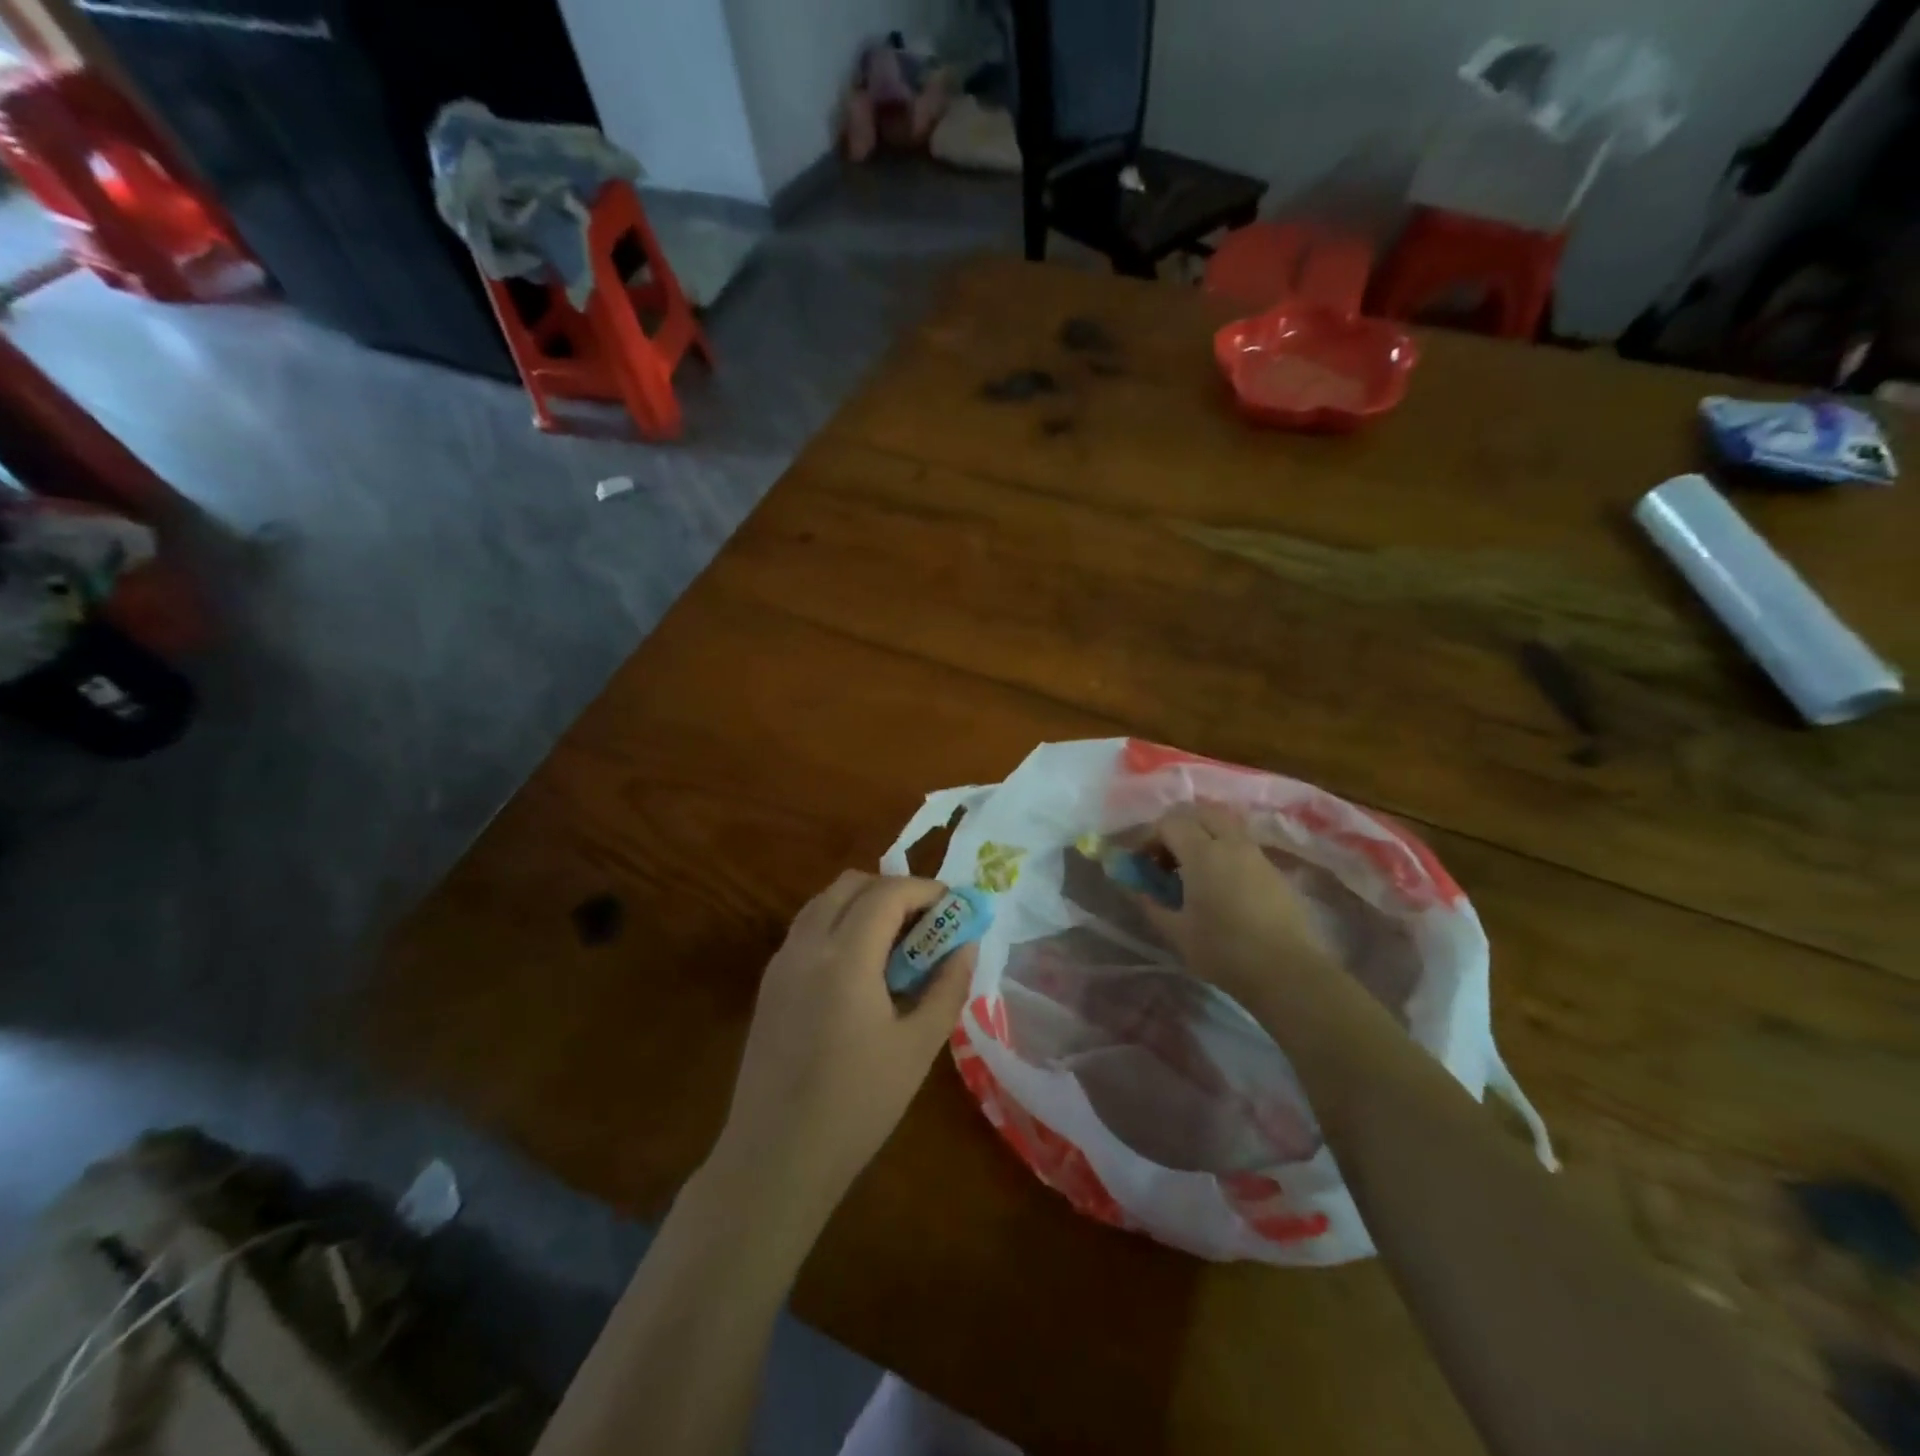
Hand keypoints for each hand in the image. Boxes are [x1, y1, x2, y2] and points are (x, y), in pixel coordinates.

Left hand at [711, 871, 973, 1224]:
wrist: (774, 1158)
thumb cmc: (856, 1106)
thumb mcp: (917, 1047)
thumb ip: (947, 986)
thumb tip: (965, 944)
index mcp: (844, 957)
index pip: (888, 892)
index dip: (926, 890)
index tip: (955, 907)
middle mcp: (807, 945)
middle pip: (852, 884)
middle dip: (895, 890)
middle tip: (927, 923)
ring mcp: (781, 961)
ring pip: (825, 902)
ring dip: (865, 904)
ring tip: (897, 944)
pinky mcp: (770, 983)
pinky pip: (809, 928)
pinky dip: (840, 925)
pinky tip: (862, 969)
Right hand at [1146, 803, 1338, 1007]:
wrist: (1289, 972)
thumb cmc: (1225, 952)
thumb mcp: (1177, 932)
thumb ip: (1151, 903)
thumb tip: (1134, 887)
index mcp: (1203, 853)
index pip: (1169, 822)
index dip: (1148, 836)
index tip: (1140, 861)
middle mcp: (1231, 843)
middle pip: (1198, 811)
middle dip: (1176, 826)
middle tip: (1164, 856)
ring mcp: (1256, 853)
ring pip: (1222, 823)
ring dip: (1200, 833)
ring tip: (1189, 867)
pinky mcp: (1272, 868)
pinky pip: (1239, 841)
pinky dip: (1220, 846)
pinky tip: (1215, 881)